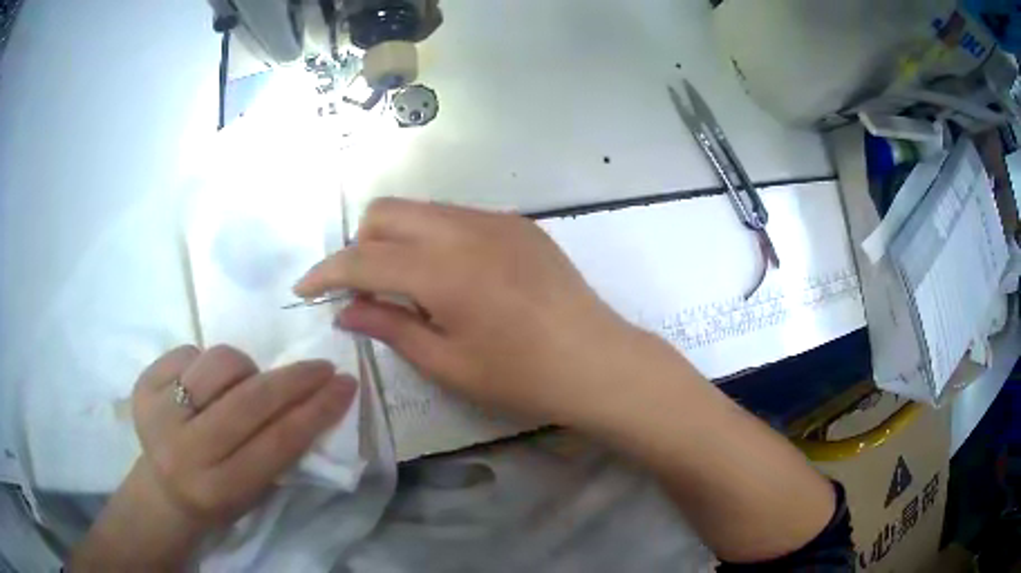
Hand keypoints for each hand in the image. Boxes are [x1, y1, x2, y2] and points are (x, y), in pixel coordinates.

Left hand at [71, 346, 355, 570]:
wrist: (163, 491)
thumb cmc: (219, 495)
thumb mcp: (256, 489)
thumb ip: (282, 450)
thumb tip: (316, 398)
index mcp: (220, 487)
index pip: (278, 442)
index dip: (317, 410)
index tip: (345, 384)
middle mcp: (185, 451)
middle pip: (250, 401)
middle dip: (295, 379)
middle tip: (321, 367)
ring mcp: (158, 413)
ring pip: (219, 363)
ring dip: (245, 369)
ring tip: (245, 385)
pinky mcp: (143, 386)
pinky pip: (189, 351)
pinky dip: (207, 364)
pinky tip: (205, 387)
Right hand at [294, 198, 672, 426]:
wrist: (598, 361)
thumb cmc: (522, 377)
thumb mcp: (447, 363)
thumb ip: (390, 326)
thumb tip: (345, 310)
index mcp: (443, 270)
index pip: (361, 258)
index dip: (325, 273)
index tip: (304, 289)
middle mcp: (465, 229)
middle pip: (386, 212)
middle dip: (360, 246)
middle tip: (365, 289)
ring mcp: (496, 220)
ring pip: (421, 209)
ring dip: (397, 238)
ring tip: (407, 284)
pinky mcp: (518, 223)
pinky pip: (456, 216)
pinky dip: (433, 237)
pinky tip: (450, 275)